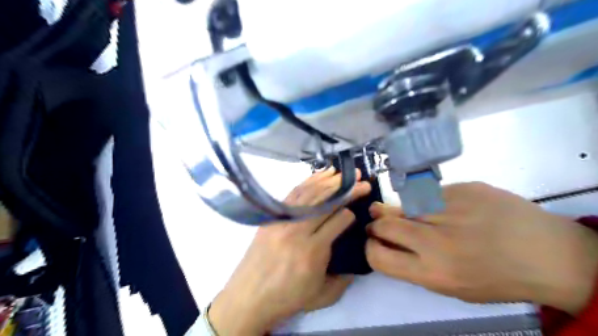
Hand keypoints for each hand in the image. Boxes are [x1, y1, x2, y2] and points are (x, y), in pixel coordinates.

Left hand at [208, 169, 369, 334]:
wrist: (249, 297)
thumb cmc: (287, 298)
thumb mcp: (323, 296)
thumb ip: (344, 278)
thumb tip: (356, 259)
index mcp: (313, 250)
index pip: (338, 220)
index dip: (351, 213)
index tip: (357, 211)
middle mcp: (298, 230)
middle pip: (326, 202)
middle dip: (346, 189)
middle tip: (361, 179)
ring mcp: (283, 220)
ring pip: (309, 194)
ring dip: (327, 180)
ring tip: (341, 172)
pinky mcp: (273, 216)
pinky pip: (293, 194)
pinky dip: (307, 183)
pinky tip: (317, 177)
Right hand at [367, 183, 597, 312]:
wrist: (548, 254)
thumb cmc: (496, 278)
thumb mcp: (451, 286)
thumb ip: (414, 265)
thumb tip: (386, 243)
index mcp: (433, 271)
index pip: (378, 256)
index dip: (370, 247)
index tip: (374, 242)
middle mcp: (436, 240)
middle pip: (384, 224)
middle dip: (376, 224)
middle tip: (379, 223)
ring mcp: (450, 208)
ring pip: (402, 204)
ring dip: (395, 209)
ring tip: (402, 212)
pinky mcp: (463, 188)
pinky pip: (428, 193)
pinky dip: (424, 200)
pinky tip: (440, 206)